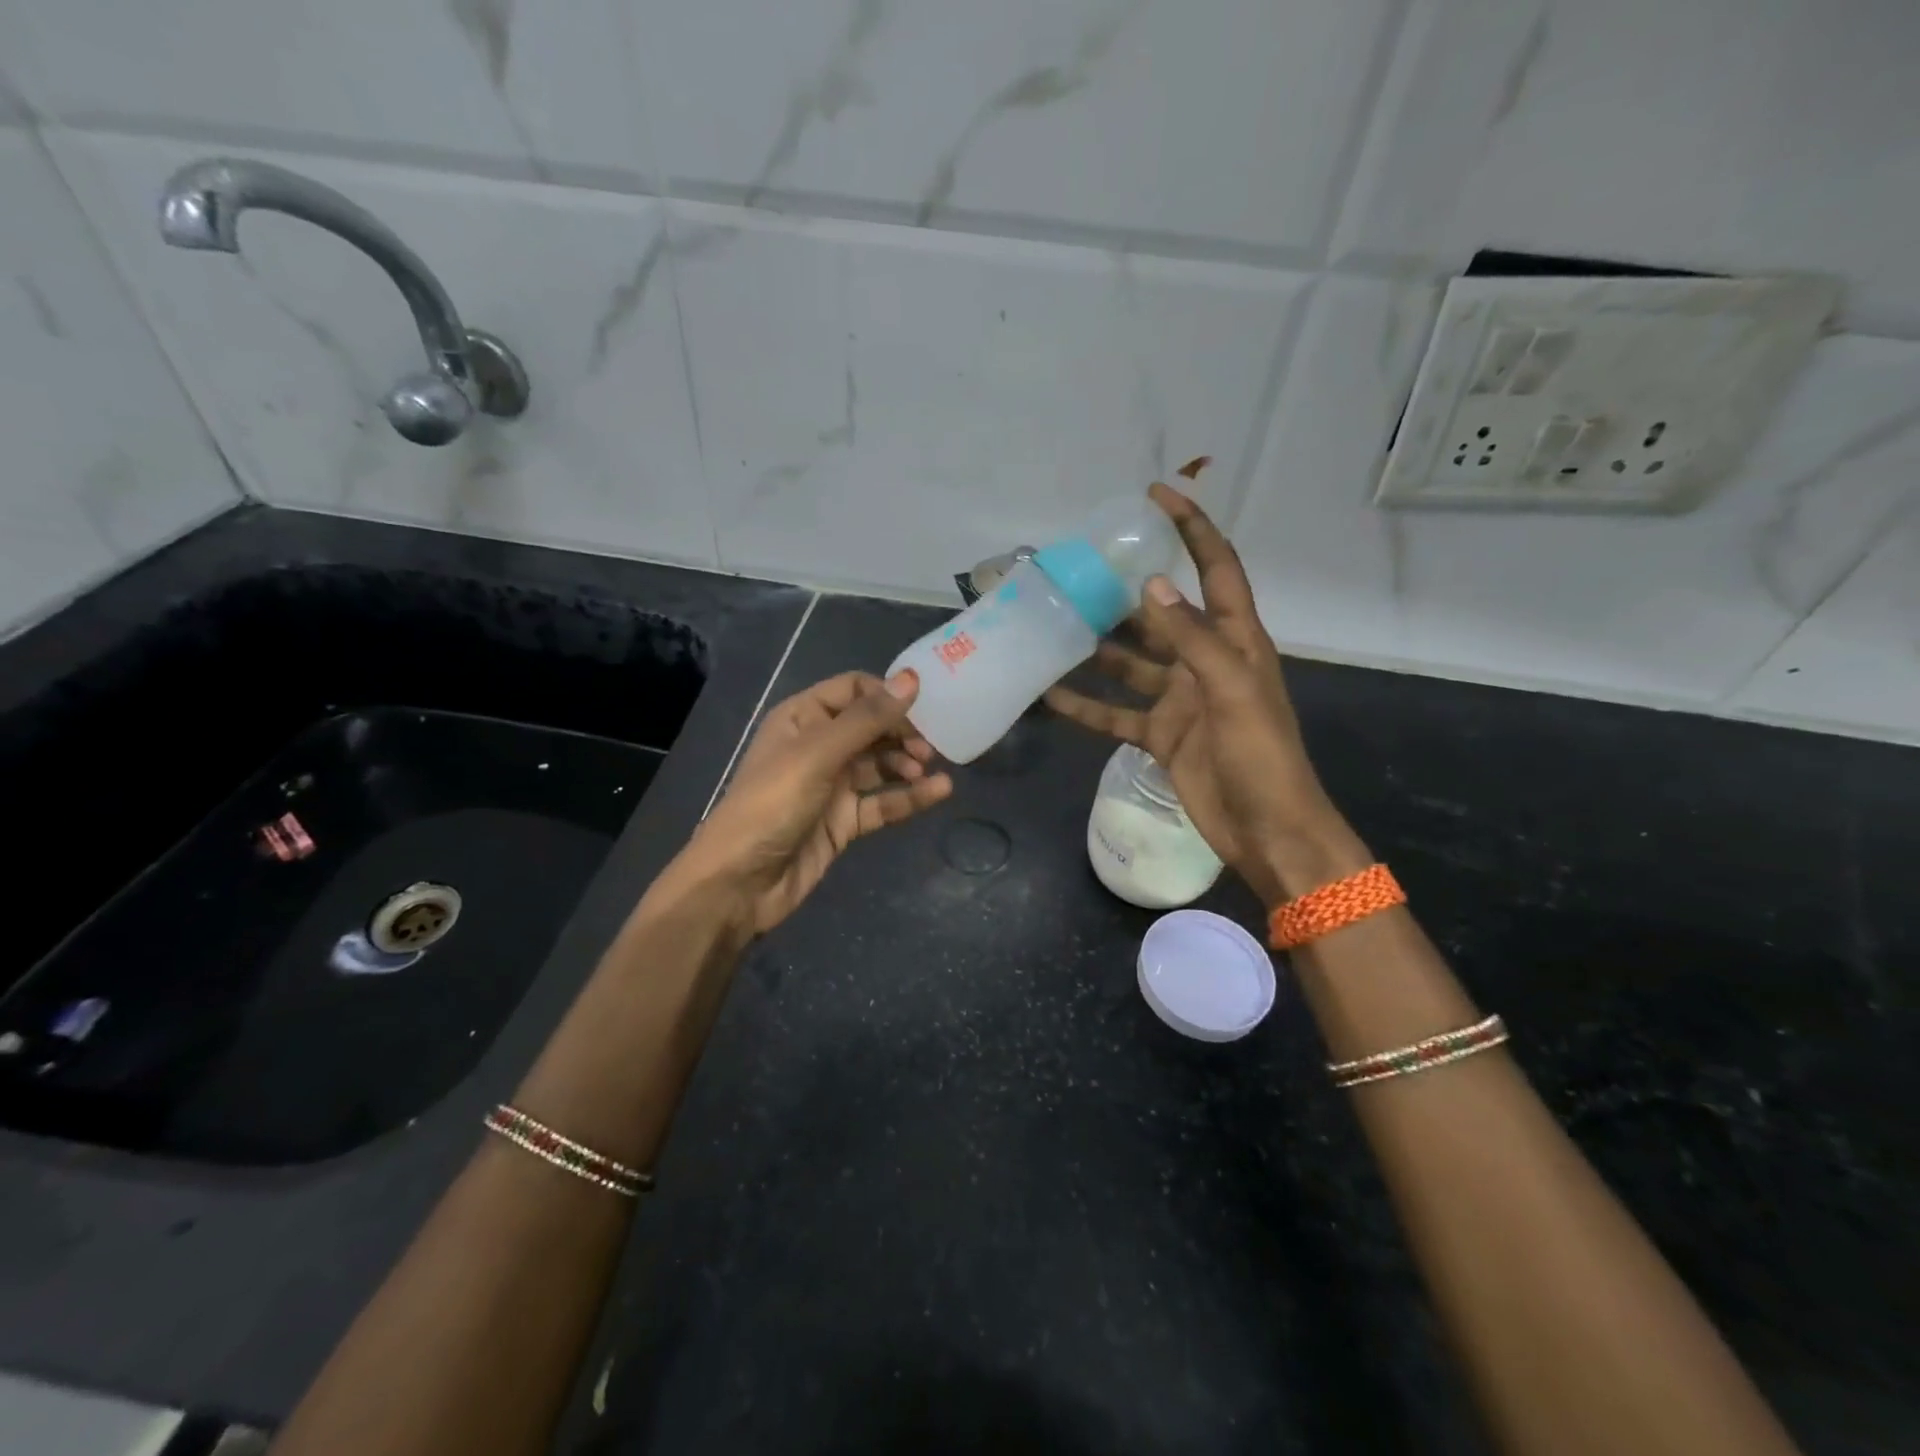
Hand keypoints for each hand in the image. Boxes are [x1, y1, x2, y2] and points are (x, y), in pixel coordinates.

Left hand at [667, 669, 952, 935]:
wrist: (740, 882)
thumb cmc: (772, 804)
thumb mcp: (818, 754)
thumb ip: (867, 719)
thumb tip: (911, 679)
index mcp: (802, 718)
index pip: (853, 690)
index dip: (887, 694)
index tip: (924, 706)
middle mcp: (819, 746)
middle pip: (871, 727)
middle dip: (902, 732)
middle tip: (930, 747)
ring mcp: (832, 786)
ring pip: (880, 765)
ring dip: (907, 764)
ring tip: (928, 770)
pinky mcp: (844, 821)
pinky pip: (883, 802)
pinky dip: (909, 797)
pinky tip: (938, 792)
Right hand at [1045, 482, 1367, 904]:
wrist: (1266, 829)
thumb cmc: (1261, 755)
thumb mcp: (1232, 688)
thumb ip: (1192, 637)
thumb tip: (1151, 585)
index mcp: (1236, 639)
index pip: (1215, 568)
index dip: (1191, 528)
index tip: (1156, 495)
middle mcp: (1205, 661)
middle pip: (1162, 613)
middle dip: (1125, 591)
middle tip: (1077, 570)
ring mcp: (1180, 699)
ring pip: (1131, 662)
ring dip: (1097, 647)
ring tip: (1054, 624)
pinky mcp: (1160, 735)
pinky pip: (1116, 713)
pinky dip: (1086, 705)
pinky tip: (1050, 694)